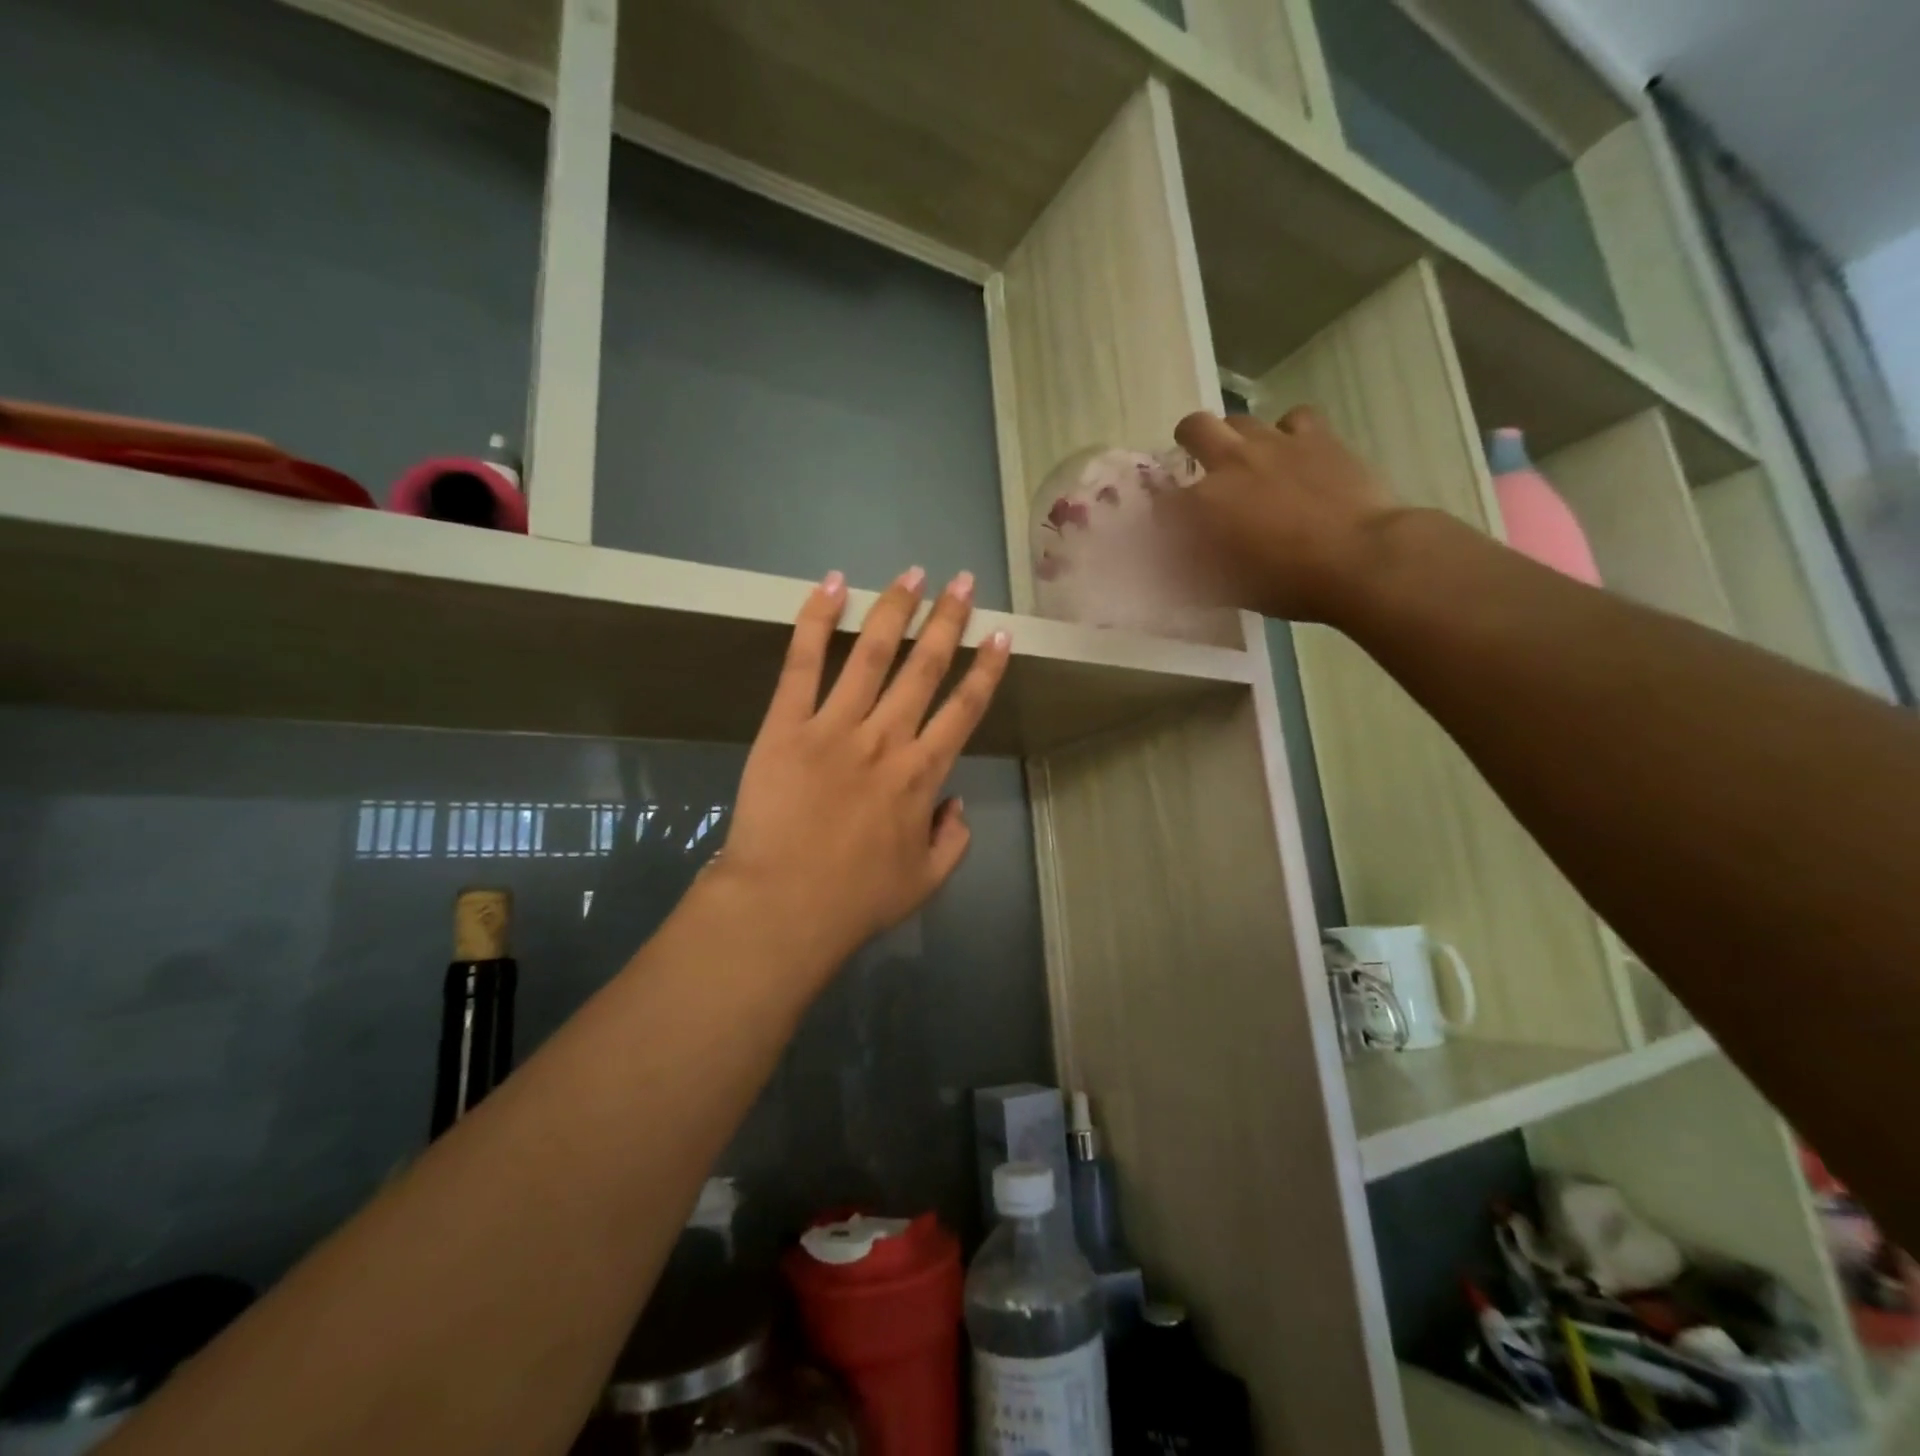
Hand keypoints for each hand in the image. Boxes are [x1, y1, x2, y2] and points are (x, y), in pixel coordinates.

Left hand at [713, 566, 1011, 976]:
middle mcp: (886, 738)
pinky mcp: (786, 726)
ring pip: (872, 654)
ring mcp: (834, 726)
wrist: (782, 908)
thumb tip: (956, 802)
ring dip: (896, 609)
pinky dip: (816, 621)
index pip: (964, 708)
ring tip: (913, 574)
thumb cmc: (856, 900)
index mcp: (923, 774)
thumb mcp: (926, 881)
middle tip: (963, 582)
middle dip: (948, 620)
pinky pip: (802, 664)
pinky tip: (832, 585)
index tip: (1000, 633)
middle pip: (925, 668)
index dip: (986, 668)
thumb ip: (954, 840)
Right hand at [1156, 407, 1408, 623]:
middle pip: (1193, 428)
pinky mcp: (1316, 436)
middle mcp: (1229, 463)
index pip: (1162, 498)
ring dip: (1235, 437)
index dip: (1161, 508)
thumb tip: (1178, 563)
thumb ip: (1194, 570)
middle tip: (1198, 461)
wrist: (1360, 560)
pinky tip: (1293, 452)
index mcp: (1201, 505)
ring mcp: (1274, 443)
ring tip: (1246, 460)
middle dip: (1188, 441)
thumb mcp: (1225, 590)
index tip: (1169, 522)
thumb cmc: (1286, 584)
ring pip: (1240, 419)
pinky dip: (1287, 432)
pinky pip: (1293, 418)